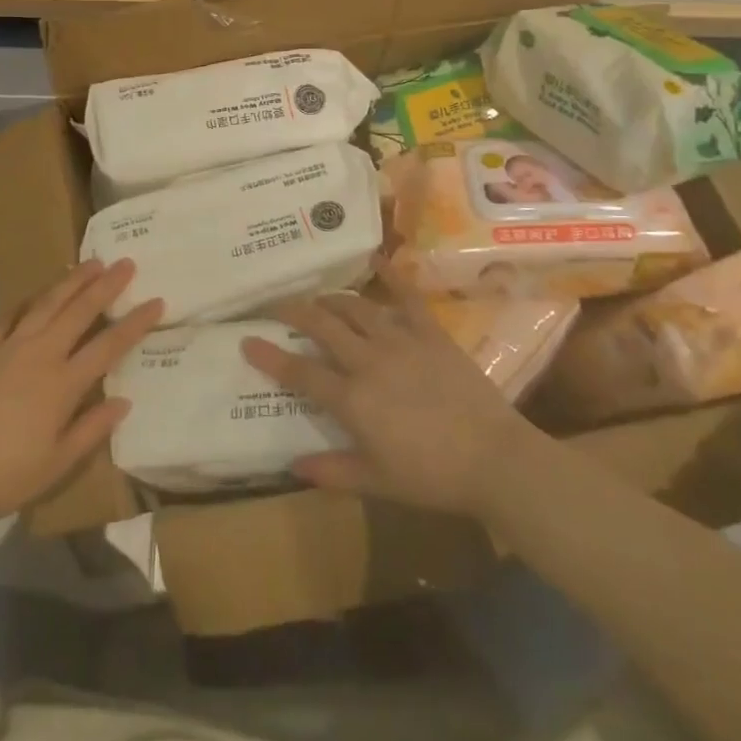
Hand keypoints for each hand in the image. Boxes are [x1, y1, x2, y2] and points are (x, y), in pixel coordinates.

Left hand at [0, 259, 162, 525]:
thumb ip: (91, 429)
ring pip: (46, 304)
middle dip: (106, 286)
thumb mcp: (56, 464)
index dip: (135, 323)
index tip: (156, 301)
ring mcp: (7, 348)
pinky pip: (8, 317)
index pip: (108, 346)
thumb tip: (124, 401)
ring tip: (90, 263)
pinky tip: (36, 294)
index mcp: (62, 384)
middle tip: (126, 263)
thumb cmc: (2, 476)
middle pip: (79, 312)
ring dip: (71, 282)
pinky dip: (27, 303)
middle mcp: (39, 355)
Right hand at [243, 265, 534, 519]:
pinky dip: (391, 275)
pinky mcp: (430, 332)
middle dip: (295, 312)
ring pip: (356, 307)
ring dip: (332, 300)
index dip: (270, 356)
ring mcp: (401, 341)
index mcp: (352, 399)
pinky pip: (407, 297)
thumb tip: (292, 467)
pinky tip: (376, 259)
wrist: (493, 459)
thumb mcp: (376, 481)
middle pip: (323, 326)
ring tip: (319, 298)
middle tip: (277, 304)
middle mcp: (369, 360)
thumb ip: (332, 472)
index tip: (247, 339)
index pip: (300, 372)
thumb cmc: (431, 476)